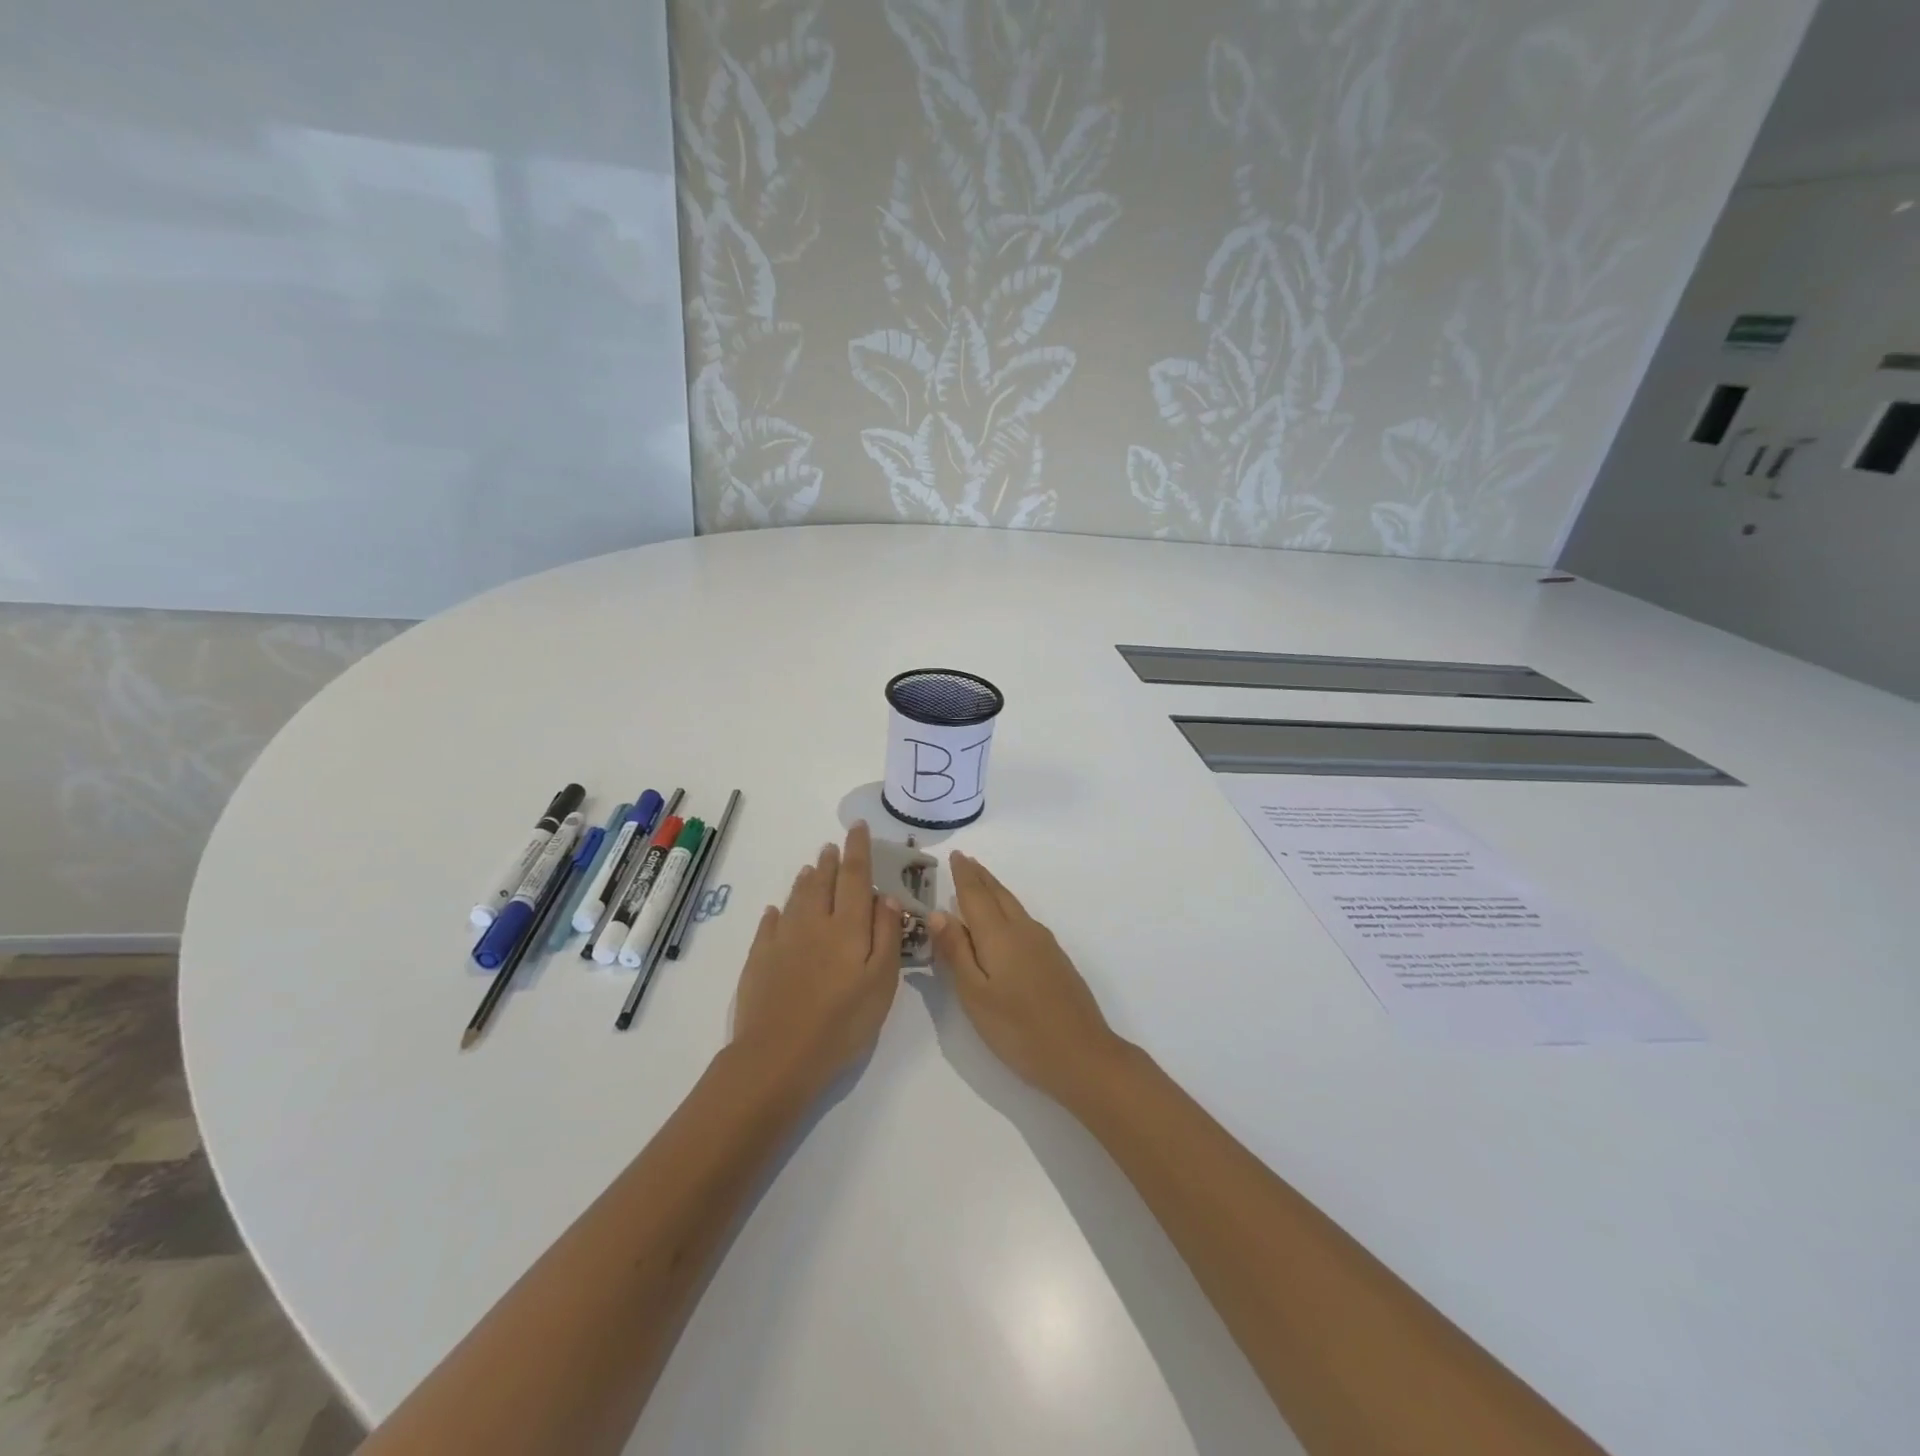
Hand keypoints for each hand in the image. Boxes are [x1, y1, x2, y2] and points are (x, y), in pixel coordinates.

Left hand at [731, 822, 903, 1094]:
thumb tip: (886, 897)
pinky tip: (776, 910)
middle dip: (830, 861)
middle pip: (822, 882)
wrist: (779, 1055)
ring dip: (806, 879)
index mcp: (848, 926)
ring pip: (796, 898)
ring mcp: (783, 939)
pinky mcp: (760, 958)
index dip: (858, 849)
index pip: (855, 876)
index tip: (858, 827)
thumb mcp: (882, 982)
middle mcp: (814, 922)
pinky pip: (769, 925)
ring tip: (811, 867)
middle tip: (833, 845)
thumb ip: (886, 935)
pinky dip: (776, 912)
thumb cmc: (842, 1022)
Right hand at [931, 851, 1124, 1104]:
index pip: (976, 895)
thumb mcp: (975, 995)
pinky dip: (1008, 909)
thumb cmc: (1018, 1029)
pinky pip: (1024, 920)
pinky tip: (1006, 920)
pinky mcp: (1056, 959)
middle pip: (998, 894)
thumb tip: (938, 912)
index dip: (964, 875)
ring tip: (981, 882)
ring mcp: (1044, 944)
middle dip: (980, 877)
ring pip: (1014, 906)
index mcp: (999, 935)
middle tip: (966, 860)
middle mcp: (1023, 930)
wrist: (1082, 1054)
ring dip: (995, 890)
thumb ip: (956, 952)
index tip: (955, 855)